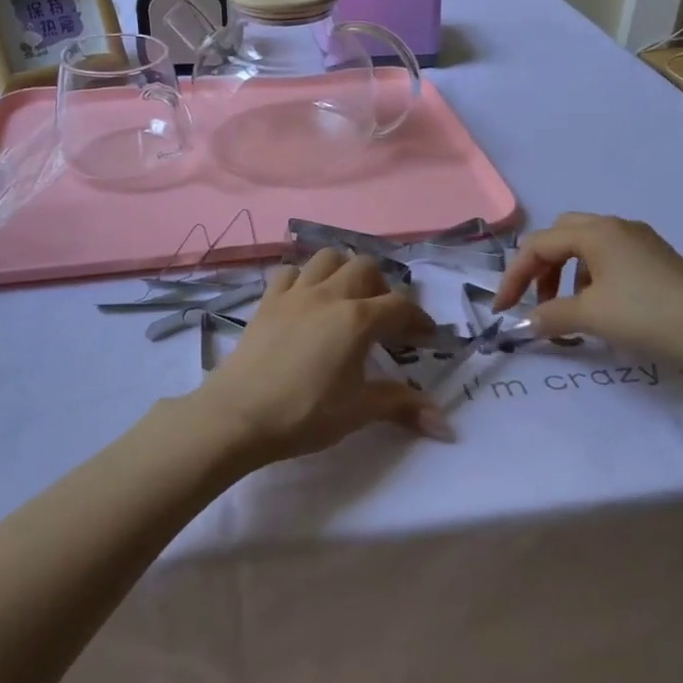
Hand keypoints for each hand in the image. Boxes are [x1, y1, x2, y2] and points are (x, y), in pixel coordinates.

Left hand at [188, 250, 445, 464]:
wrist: (238, 414)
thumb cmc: (304, 414)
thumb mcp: (358, 411)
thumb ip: (401, 406)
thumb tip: (444, 424)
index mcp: (358, 319)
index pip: (400, 306)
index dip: (418, 319)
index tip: (426, 338)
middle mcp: (329, 295)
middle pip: (365, 268)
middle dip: (382, 287)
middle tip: (383, 319)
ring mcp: (295, 293)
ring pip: (327, 258)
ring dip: (343, 271)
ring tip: (346, 299)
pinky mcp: (267, 301)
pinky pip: (289, 273)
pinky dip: (303, 279)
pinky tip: (305, 301)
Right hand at [493, 212, 682, 368]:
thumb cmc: (648, 315)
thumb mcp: (591, 316)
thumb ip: (549, 315)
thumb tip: (524, 323)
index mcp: (595, 231)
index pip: (538, 245)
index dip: (514, 276)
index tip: (502, 310)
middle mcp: (615, 226)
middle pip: (560, 235)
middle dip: (539, 266)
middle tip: (534, 299)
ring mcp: (639, 240)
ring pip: (584, 246)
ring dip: (564, 272)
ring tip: (566, 307)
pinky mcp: (655, 259)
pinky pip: (607, 257)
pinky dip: (589, 276)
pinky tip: (600, 306)